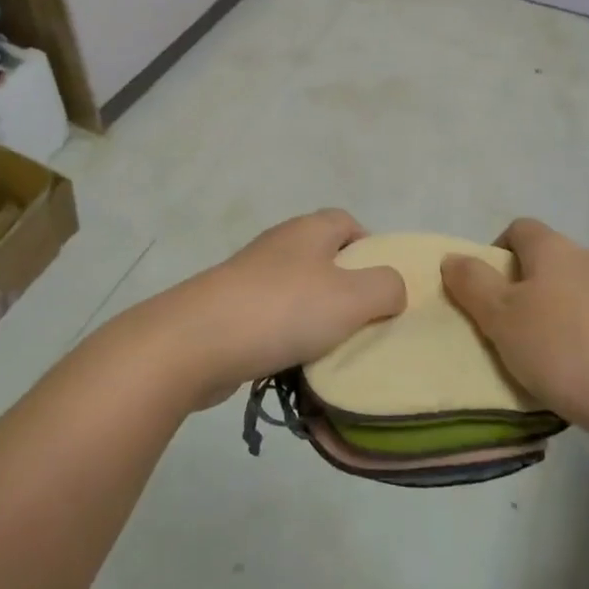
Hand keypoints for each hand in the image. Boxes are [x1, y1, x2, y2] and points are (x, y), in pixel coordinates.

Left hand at [133, 210, 405, 410]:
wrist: (196, 341)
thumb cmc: (283, 309)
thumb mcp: (352, 297)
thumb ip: (386, 287)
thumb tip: (392, 287)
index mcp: (309, 230)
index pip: (348, 222)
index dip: (371, 248)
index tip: (384, 286)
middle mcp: (280, 245)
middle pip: (325, 259)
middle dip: (347, 290)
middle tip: (366, 324)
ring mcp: (251, 277)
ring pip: (299, 292)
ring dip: (317, 319)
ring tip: (335, 352)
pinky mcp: (230, 309)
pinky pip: (272, 320)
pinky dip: (288, 339)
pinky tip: (296, 366)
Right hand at [441, 218, 588, 441]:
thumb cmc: (564, 349)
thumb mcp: (501, 317)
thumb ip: (472, 284)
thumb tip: (453, 258)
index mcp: (555, 249)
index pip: (519, 228)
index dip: (495, 252)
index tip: (484, 291)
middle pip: (547, 262)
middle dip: (523, 290)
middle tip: (505, 330)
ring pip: (575, 296)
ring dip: (554, 318)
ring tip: (539, 361)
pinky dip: (583, 343)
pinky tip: (577, 378)